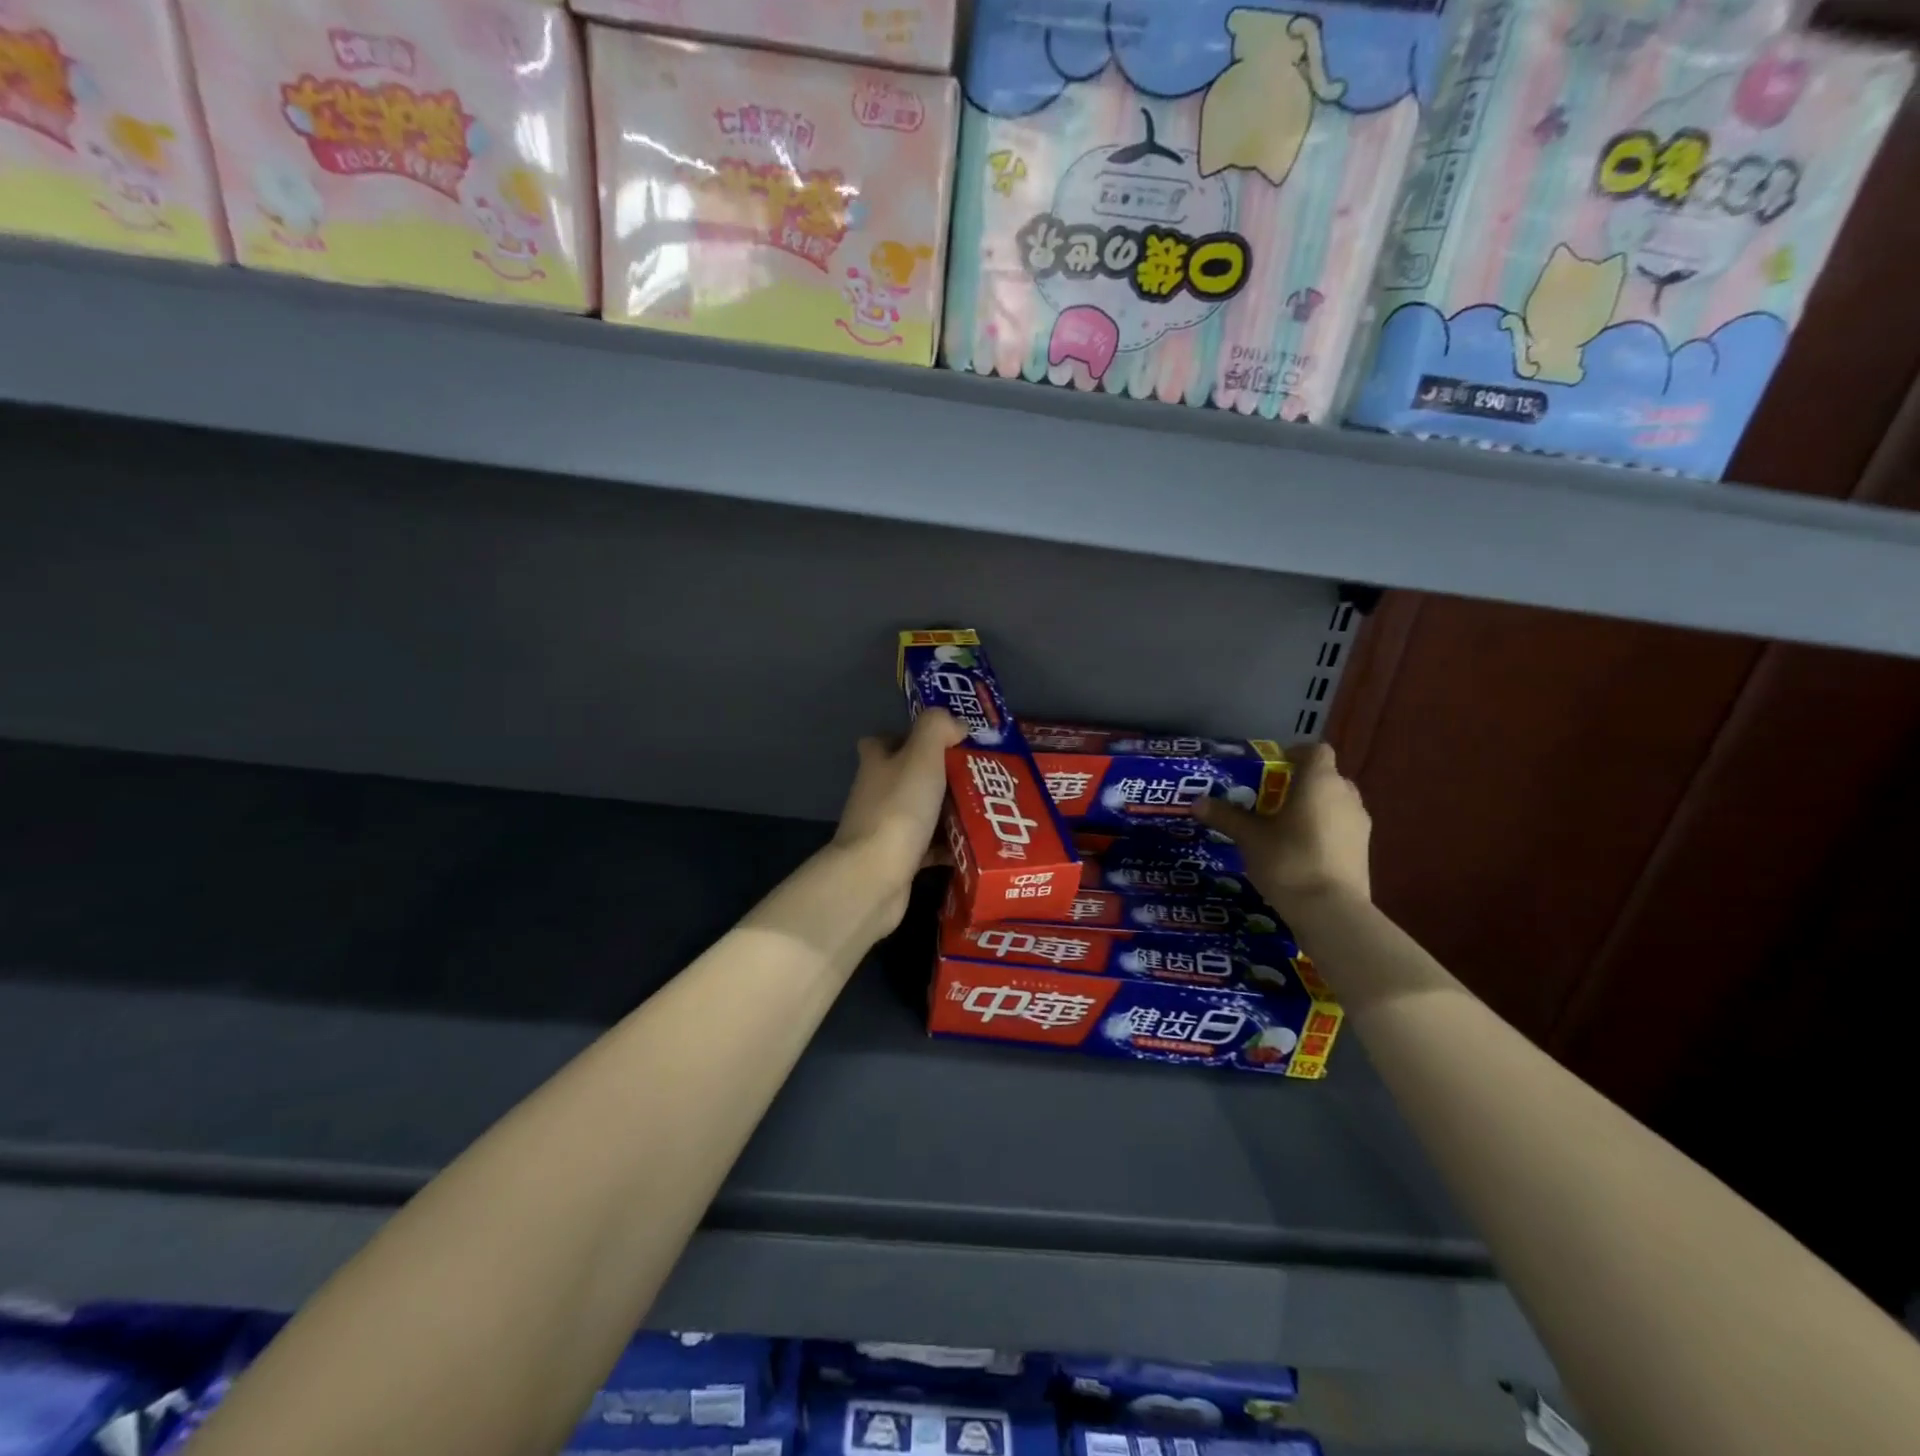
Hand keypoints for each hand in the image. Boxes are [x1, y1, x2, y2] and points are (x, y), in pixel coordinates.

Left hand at [830, 708, 963, 929]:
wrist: (873, 878)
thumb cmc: (898, 809)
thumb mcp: (921, 756)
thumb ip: (938, 728)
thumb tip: (956, 725)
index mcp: (878, 762)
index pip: (890, 739)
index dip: (916, 737)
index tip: (951, 742)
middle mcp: (877, 792)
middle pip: (912, 777)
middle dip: (945, 777)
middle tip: (984, 777)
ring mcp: (885, 828)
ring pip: (924, 812)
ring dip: (952, 812)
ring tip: (991, 809)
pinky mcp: (897, 860)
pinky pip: (930, 847)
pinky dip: (951, 846)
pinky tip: (978, 845)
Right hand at [1195, 742, 1370, 912]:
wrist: (1331, 911)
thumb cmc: (1289, 861)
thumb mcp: (1249, 838)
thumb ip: (1226, 816)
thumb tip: (1197, 803)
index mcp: (1320, 782)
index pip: (1315, 750)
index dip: (1295, 754)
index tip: (1272, 768)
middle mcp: (1346, 795)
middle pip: (1325, 777)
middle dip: (1300, 784)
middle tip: (1271, 800)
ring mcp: (1360, 824)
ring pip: (1335, 803)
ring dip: (1313, 808)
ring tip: (1283, 827)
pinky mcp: (1364, 850)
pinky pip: (1341, 827)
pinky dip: (1324, 830)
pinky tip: (1300, 851)